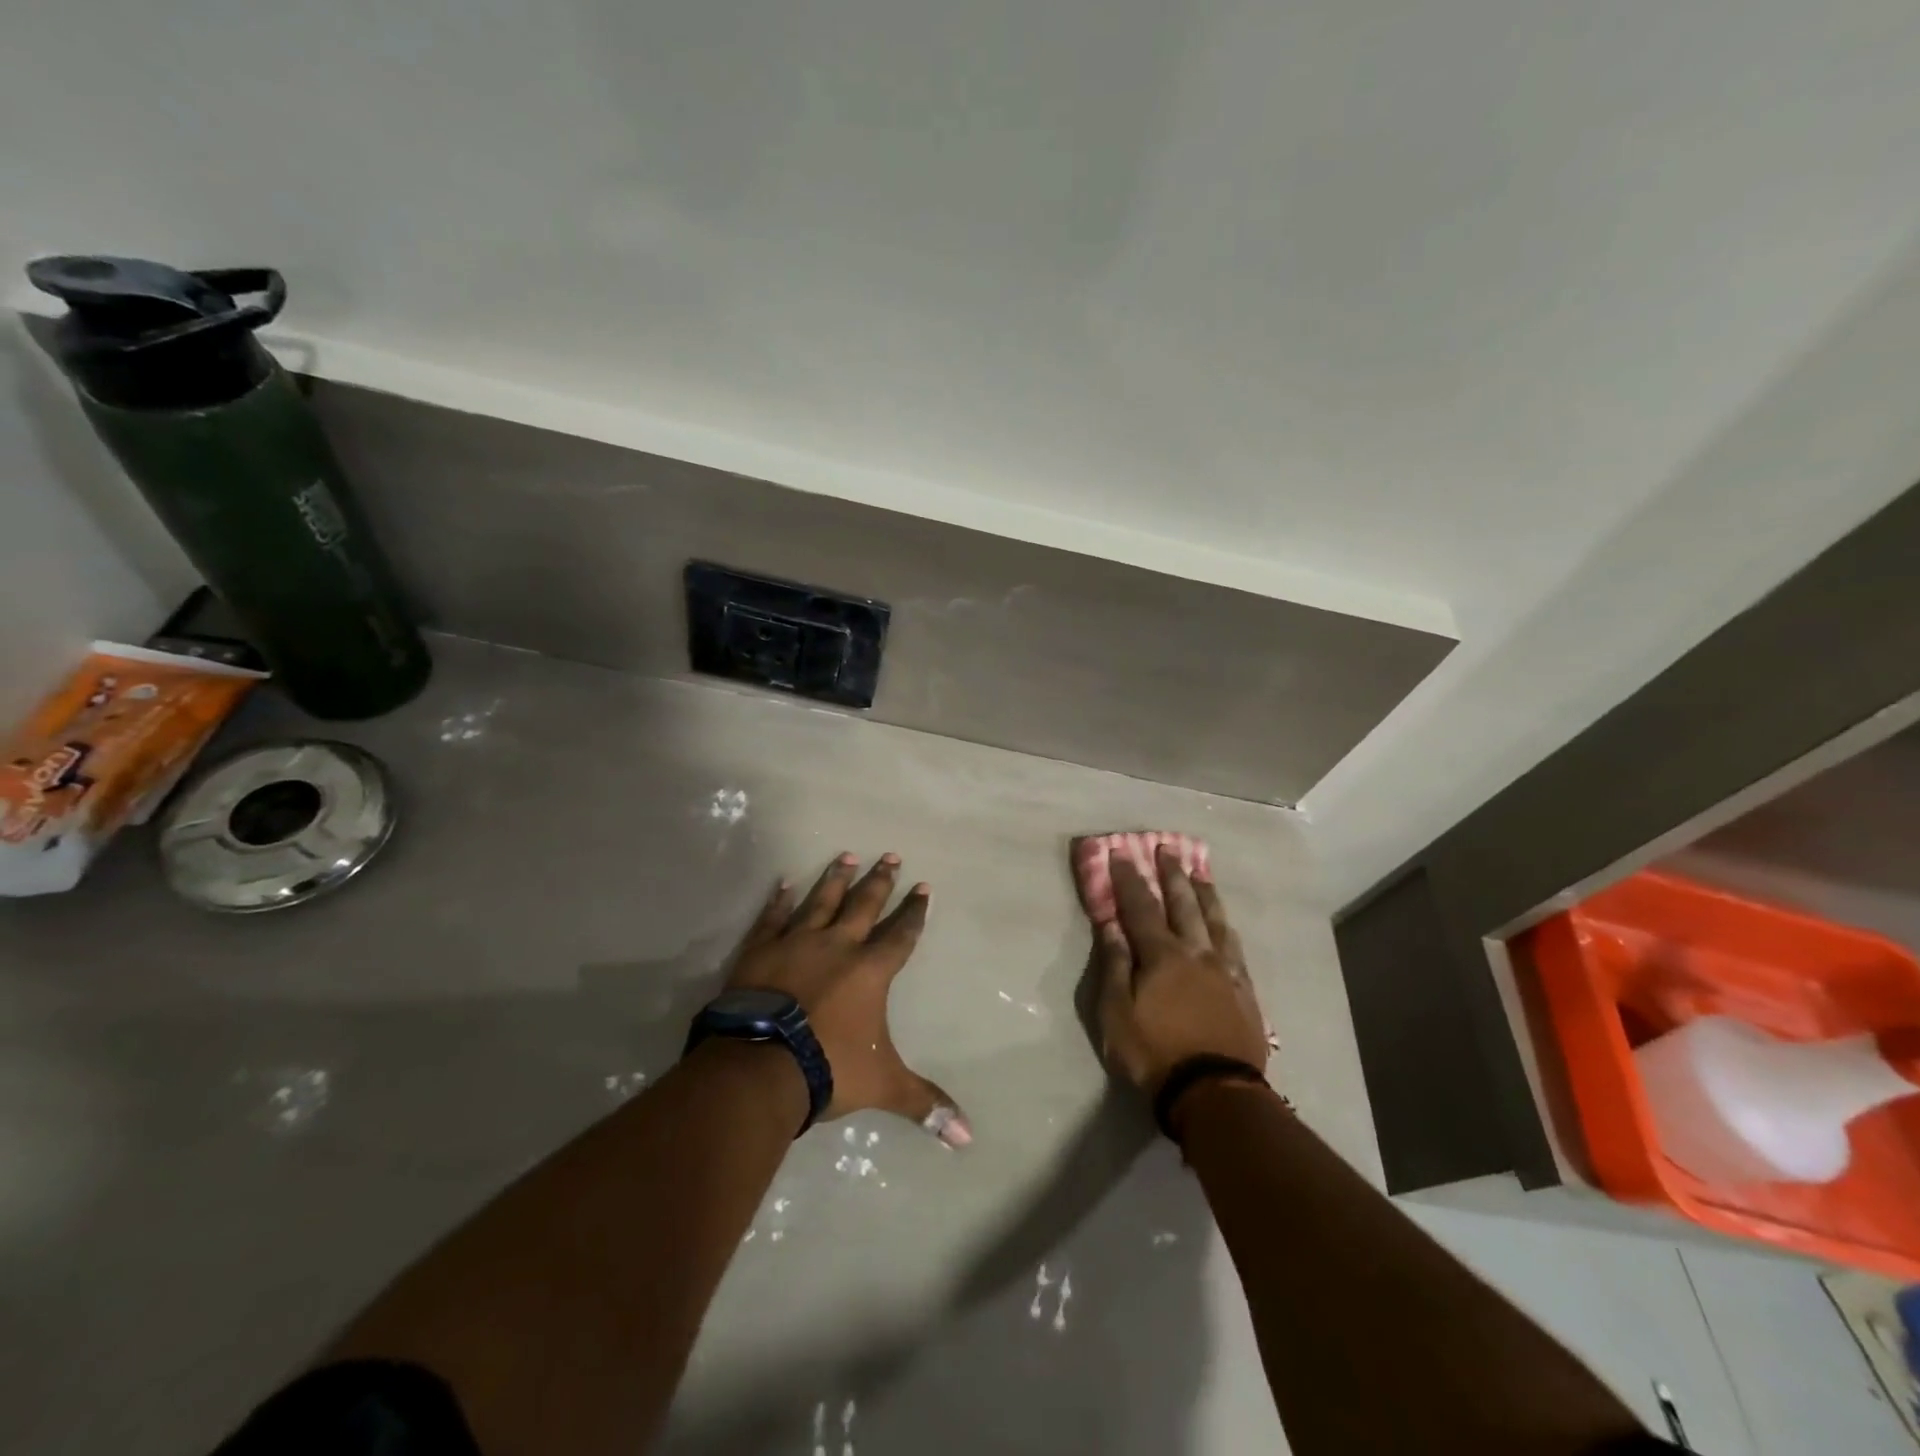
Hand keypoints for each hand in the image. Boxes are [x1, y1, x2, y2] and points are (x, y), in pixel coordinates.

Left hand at [726, 853, 971, 1146]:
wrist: (760, 1066)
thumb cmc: (828, 1068)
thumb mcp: (883, 1086)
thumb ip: (924, 1103)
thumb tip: (968, 1137)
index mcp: (870, 971)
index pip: (901, 934)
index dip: (914, 912)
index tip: (923, 887)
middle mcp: (837, 946)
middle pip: (864, 905)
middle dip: (880, 881)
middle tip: (890, 855)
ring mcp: (796, 943)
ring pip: (821, 901)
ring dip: (836, 878)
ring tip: (847, 855)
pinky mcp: (760, 950)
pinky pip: (773, 918)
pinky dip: (779, 900)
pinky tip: (785, 883)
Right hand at [1091, 845, 1270, 1098]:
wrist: (1213, 1092)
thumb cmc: (1154, 1053)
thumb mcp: (1117, 1012)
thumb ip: (1116, 965)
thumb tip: (1111, 925)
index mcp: (1161, 955)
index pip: (1140, 906)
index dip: (1129, 878)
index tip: (1121, 852)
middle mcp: (1195, 952)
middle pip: (1182, 904)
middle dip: (1172, 874)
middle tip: (1167, 849)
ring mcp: (1224, 970)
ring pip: (1215, 920)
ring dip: (1204, 893)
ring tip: (1200, 872)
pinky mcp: (1244, 990)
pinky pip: (1236, 948)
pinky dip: (1226, 927)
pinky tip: (1226, 923)